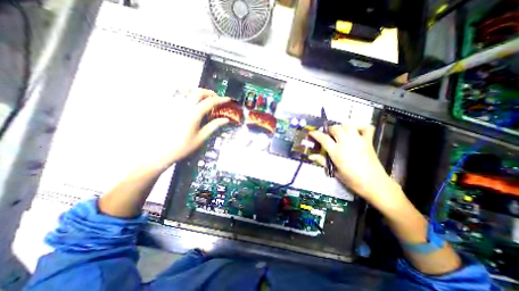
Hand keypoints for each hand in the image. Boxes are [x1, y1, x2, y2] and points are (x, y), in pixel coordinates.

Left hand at [141, 88, 230, 169]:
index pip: (210, 102)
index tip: (228, 99)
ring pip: (187, 90)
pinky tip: (189, 100)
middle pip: (199, 92)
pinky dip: (186, 93)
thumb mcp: (201, 138)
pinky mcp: (166, 107)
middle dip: (210, 93)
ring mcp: (173, 105)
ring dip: (198, 92)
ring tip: (204, 98)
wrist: (159, 152)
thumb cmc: (182, 147)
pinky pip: (176, 94)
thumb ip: (214, 126)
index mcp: (194, 114)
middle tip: (216, 99)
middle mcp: (183, 105)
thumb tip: (226, 120)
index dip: (221, 99)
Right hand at [309, 124, 402, 204]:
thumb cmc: (352, 180)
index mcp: (336, 152)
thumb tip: (310, 156)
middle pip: (336, 128)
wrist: (374, 184)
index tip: (311, 132)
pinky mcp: (368, 142)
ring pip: (348, 125)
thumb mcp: (335, 171)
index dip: (315, 134)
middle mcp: (346, 143)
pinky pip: (367, 128)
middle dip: (330, 130)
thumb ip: (322, 161)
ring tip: (341, 132)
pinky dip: (361, 127)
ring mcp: (358, 141)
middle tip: (328, 135)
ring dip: (342, 126)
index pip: (323, 139)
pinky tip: (356, 131)